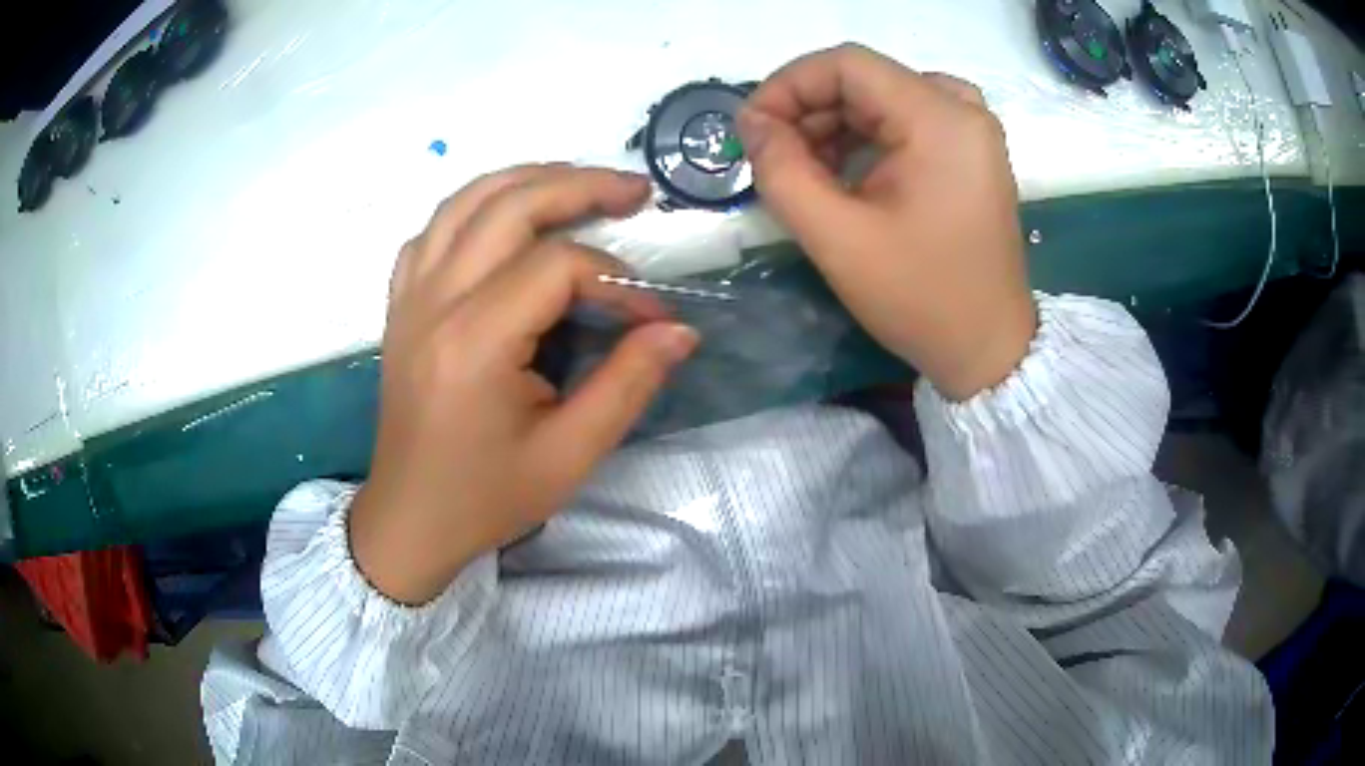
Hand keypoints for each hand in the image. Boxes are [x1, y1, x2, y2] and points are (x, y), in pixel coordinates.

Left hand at [350, 165, 698, 604]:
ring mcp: (409, 298)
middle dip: (579, 186)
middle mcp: (435, 303)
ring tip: (578, 182)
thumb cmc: (486, 497)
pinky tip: (503, 221)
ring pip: (465, 201)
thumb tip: (680, 330)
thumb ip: (628, 384)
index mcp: (475, 343)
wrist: (410, 519)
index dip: (616, 280)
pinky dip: (474, 208)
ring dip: (526, 180)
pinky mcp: (400, 304)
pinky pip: (434, 230)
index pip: (556, 267)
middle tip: (635, 189)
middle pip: (508, 206)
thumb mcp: (569, 455)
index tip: (649, 317)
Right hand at [739, 44, 1035, 400]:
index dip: (788, 85)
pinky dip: (866, 138)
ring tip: (806, 172)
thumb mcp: (837, 237)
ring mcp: (972, 130)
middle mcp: (963, 109)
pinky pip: (907, 121)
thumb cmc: (920, 297)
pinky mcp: (971, 152)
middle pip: (866, 80)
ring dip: (834, 126)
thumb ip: (781, 170)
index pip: (847, 64)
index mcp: (941, 119)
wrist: (989, 349)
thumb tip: (751, 123)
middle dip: (809, 111)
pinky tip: (845, 175)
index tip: (753, 129)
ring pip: (883, 99)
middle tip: (775, 157)